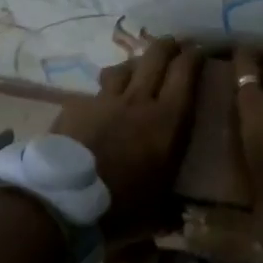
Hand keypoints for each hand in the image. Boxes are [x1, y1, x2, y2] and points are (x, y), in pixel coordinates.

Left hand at [51, 39, 198, 239]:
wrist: (63, 202)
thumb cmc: (120, 209)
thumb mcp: (155, 215)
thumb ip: (170, 210)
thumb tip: (178, 218)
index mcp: (166, 121)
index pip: (185, 73)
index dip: (194, 56)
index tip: (199, 50)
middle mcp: (139, 100)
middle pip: (156, 56)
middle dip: (168, 45)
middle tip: (174, 44)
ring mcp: (105, 100)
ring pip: (124, 67)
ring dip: (134, 65)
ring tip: (136, 69)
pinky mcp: (77, 106)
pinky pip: (95, 91)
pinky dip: (103, 92)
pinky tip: (101, 102)